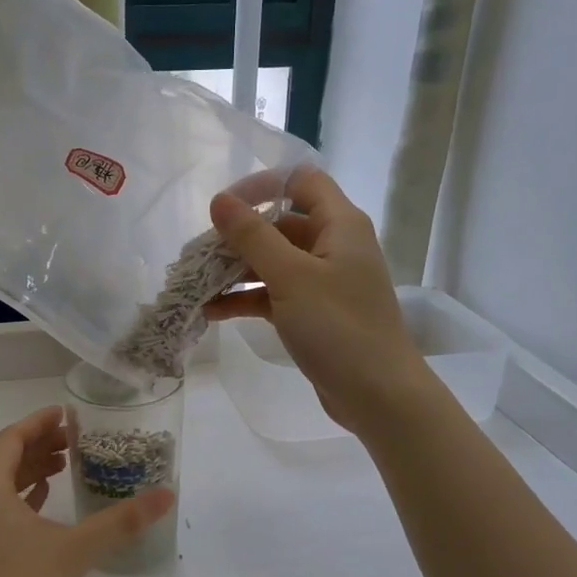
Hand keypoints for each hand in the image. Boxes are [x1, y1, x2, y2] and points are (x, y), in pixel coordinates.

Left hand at [0, 406, 173, 576]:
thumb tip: (167, 494)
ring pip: (2, 489)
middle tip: (74, 440)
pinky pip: (2, 514)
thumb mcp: (75, 550)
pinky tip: (46, 509)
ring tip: (65, 467)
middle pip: (4, 461)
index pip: (10, 439)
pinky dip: (25, 502)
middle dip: (38, 445)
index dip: (37, 422)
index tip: (67, 414)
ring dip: (31, 473)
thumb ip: (121, 522)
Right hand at [205, 167, 431, 436]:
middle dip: (239, 237)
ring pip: (275, 262)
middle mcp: (335, 246)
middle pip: (281, 224)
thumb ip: (252, 236)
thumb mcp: (290, 277)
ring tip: (198, 285)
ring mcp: (325, 282)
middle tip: (200, 254)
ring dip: (237, 271)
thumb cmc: (337, 327)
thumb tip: (219, 200)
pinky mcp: (315, 314)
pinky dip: (248, 299)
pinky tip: (213, 312)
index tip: (224, 208)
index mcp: (340, 225)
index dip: (262, 186)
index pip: (301, 181)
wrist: (378, 395)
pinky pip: (276, 294)